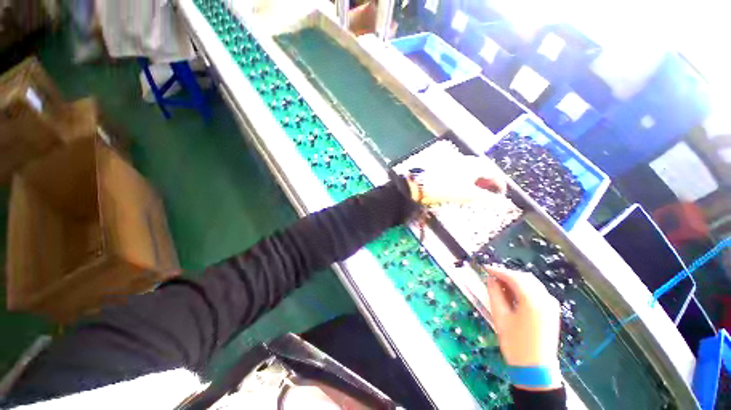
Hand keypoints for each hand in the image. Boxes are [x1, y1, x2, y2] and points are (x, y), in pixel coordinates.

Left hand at [407, 155, 507, 205]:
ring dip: (477, 180)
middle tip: (490, 193)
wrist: (415, 184)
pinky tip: (460, 186)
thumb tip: (499, 200)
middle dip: (488, 181)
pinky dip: (465, 179)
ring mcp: (451, 162)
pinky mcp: (442, 166)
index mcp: (473, 165)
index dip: (500, 184)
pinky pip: (459, 171)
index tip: (502, 195)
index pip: (493, 172)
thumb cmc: (443, 189)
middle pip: (482, 169)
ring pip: (470, 170)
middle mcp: (464, 161)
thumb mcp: (466, 195)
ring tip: (476, 191)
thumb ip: (484, 196)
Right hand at [484, 265, 561, 389]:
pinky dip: (525, 288)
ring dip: (516, 280)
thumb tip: (491, 279)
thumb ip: (494, 294)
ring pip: (532, 283)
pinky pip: (538, 292)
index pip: (514, 277)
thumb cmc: (515, 344)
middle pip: (525, 277)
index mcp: (532, 301)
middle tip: (492, 277)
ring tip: (501, 285)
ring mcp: (551, 305)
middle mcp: (545, 299)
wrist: (536, 369)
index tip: (486, 268)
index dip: (498, 271)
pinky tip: (514, 294)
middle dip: (508, 274)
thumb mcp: (500, 317)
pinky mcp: (552, 311)